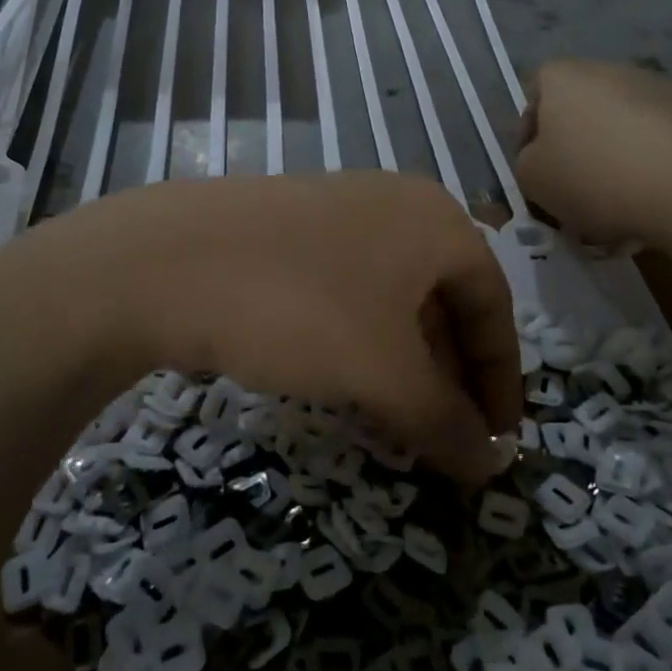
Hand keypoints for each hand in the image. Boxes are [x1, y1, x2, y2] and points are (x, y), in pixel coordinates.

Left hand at [20, 173, 521, 484]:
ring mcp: (338, 209)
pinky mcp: (291, 226)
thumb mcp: (383, 373)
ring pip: (393, 295)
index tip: (496, 443)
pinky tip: (340, 377)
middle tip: (443, 438)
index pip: (494, 305)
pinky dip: (360, 338)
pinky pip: (348, 287)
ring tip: (395, 419)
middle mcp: (396, 204)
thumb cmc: (301, 307)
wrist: (169, 259)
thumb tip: (490, 466)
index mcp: (437, 222)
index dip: (501, 379)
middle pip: (445, 298)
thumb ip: (444, 421)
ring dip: (405, 361)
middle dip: (450, 374)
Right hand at [516, 58, 671, 245]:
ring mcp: (659, 88)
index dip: (530, 134)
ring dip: (614, 157)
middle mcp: (609, 69)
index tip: (537, 170)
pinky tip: (654, 201)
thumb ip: (526, 163)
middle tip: (575, 189)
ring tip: (618, 203)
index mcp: (563, 76)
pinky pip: (658, 140)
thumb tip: (544, 159)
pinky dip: (651, 165)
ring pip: (621, 126)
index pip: (534, 94)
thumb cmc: (596, 176)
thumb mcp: (533, 179)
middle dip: (576, 147)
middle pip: (580, 109)